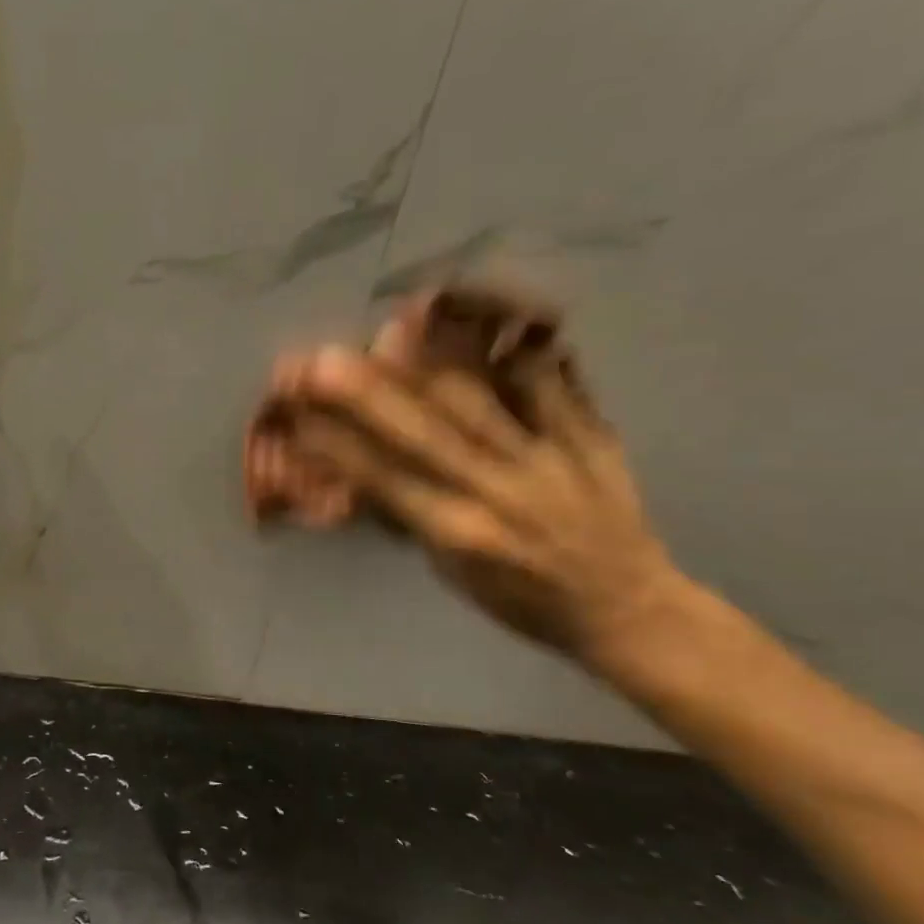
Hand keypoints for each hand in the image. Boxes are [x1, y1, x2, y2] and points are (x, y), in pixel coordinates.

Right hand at [273, 297, 683, 670]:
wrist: (628, 608)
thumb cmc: (522, 600)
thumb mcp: (451, 572)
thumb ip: (410, 514)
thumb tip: (357, 472)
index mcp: (461, 533)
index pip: (384, 480)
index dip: (335, 444)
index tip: (295, 413)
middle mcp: (501, 492)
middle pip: (426, 433)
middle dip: (369, 394)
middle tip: (324, 359)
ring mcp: (551, 459)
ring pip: (484, 400)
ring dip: (434, 358)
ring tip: (397, 320)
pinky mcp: (592, 438)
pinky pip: (555, 384)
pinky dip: (518, 348)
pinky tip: (488, 315)